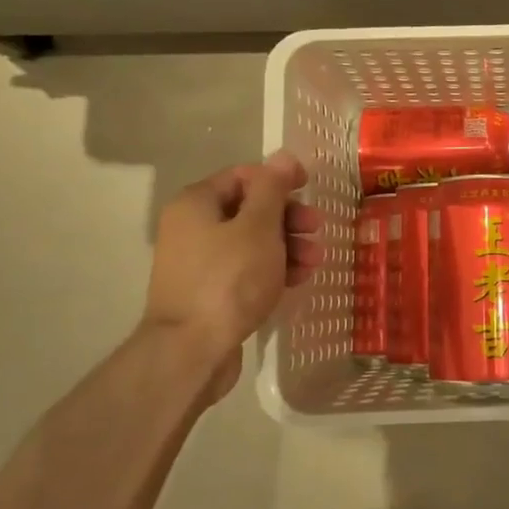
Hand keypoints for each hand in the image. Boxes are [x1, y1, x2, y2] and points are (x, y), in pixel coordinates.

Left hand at [144, 150, 323, 396]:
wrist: (191, 351)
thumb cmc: (228, 279)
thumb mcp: (258, 227)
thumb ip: (272, 189)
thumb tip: (282, 156)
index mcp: (196, 203)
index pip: (243, 176)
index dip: (279, 178)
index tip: (310, 188)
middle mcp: (192, 228)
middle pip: (249, 210)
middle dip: (288, 218)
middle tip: (317, 228)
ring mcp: (200, 263)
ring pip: (252, 242)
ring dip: (287, 245)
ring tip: (315, 261)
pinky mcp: (210, 293)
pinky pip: (246, 270)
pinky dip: (273, 269)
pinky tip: (298, 279)